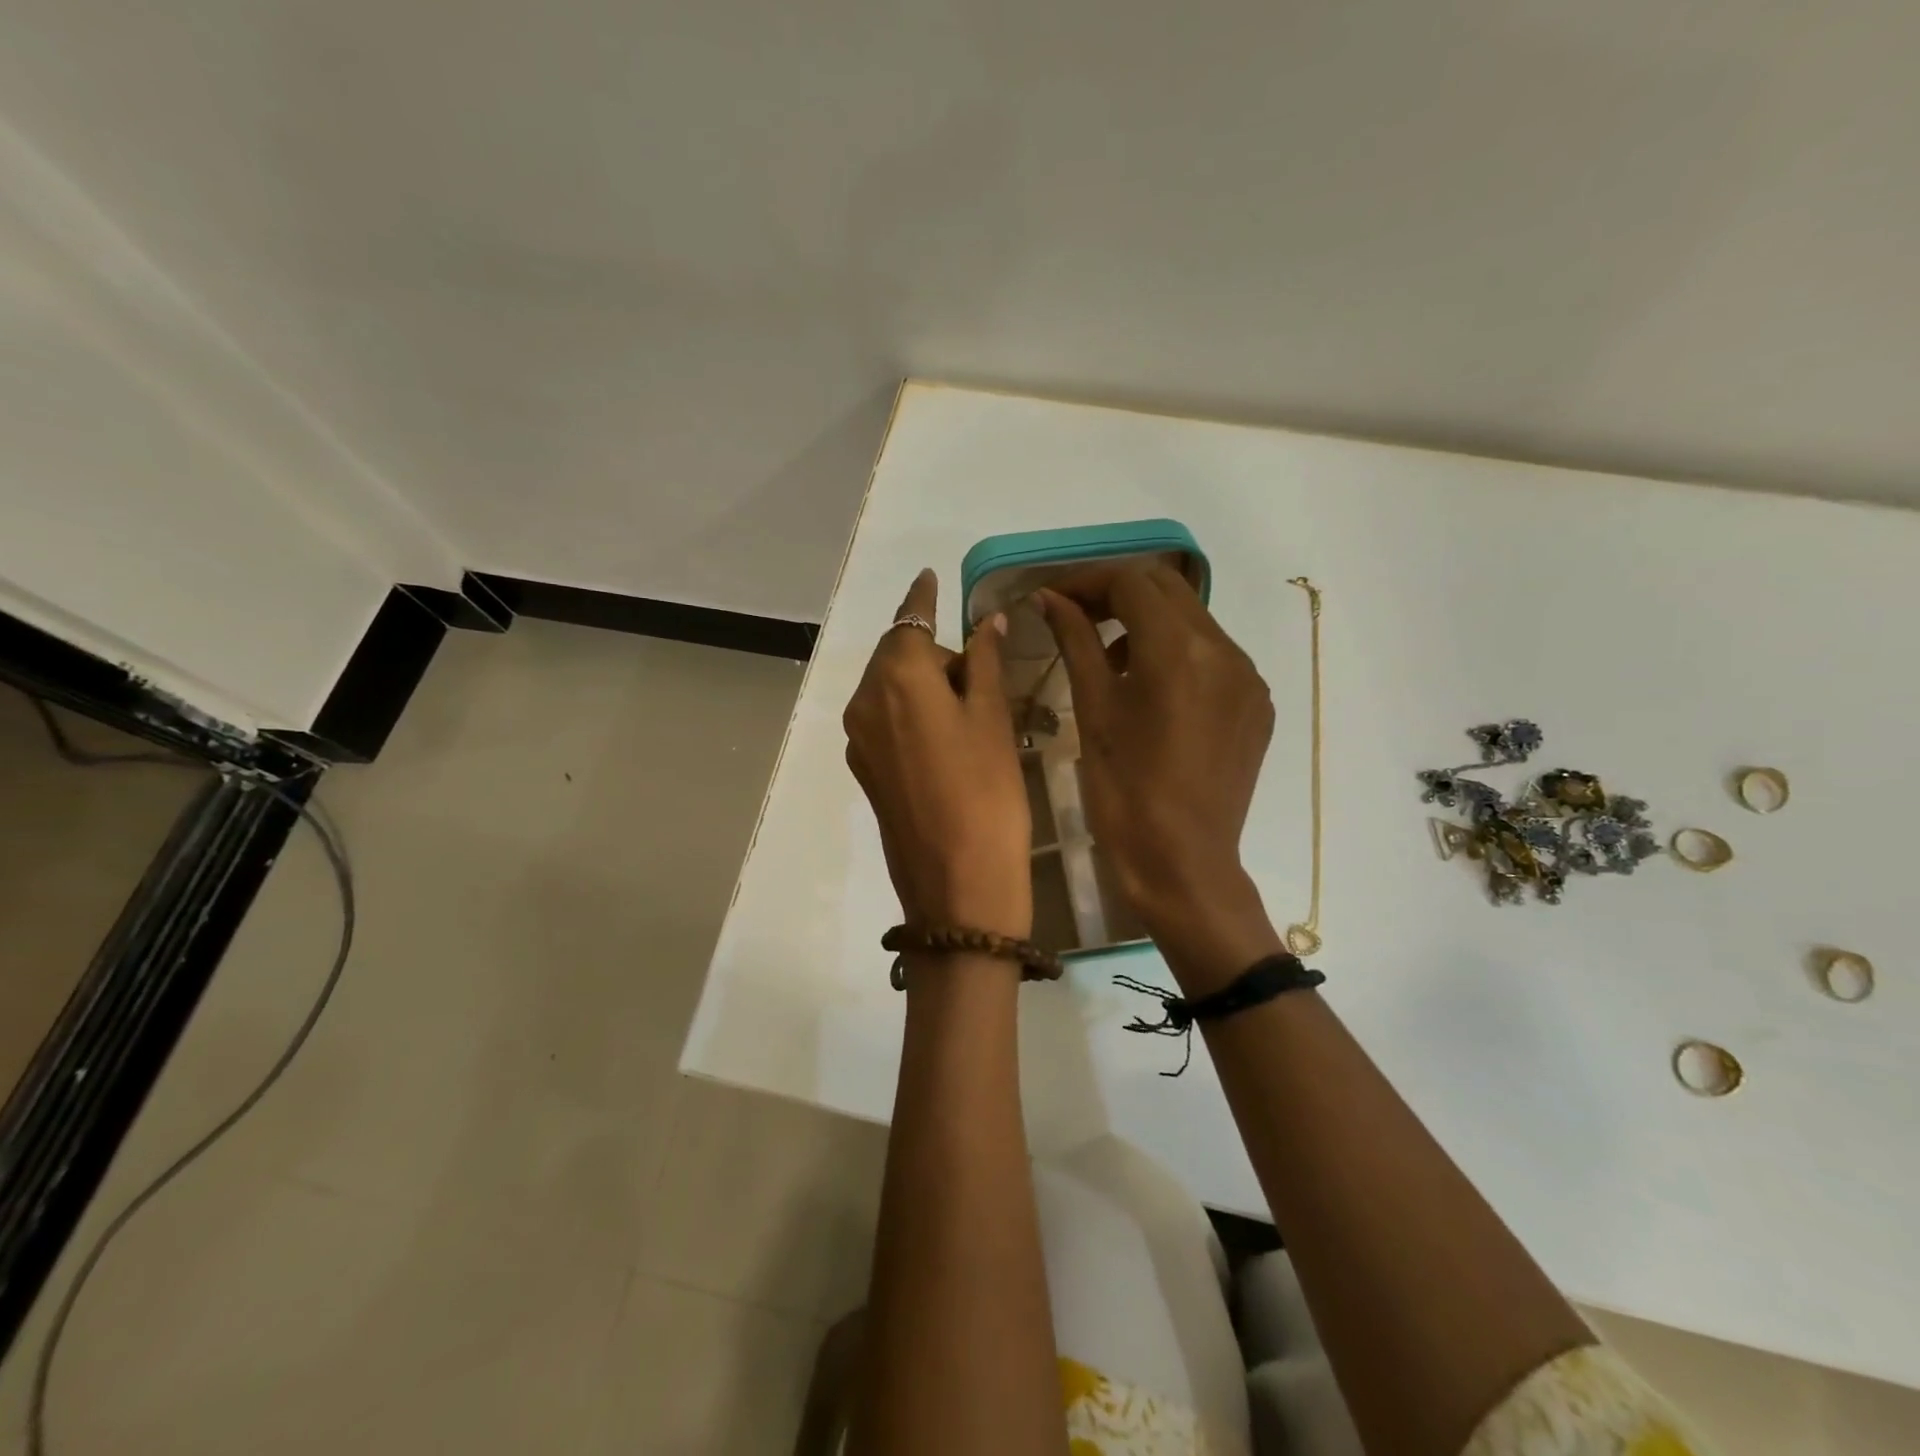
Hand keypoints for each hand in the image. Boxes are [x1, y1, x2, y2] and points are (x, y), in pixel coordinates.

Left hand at [844, 570, 1031, 939]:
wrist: (957, 885)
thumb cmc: (987, 791)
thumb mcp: (993, 718)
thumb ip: (984, 661)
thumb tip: (984, 622)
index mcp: (897, 678)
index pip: (910, 621)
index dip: (923, 598)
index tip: (930, 576)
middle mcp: (865, 702)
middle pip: (899, 657)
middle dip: (936, 655)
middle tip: (983, 676)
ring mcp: (860, 740)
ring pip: (892, 691)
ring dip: (925, 687)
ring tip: (970, 714)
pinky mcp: (866, 771)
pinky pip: (888, 723)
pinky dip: (912, 715)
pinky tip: (946, 742)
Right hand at [1039, 565, 1281, 984]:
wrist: (1182, 864)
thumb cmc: (1125, 792)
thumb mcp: (1093, 711)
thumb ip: (1076, 643)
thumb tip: (1052, 599)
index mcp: (1179, 651)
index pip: (1132, 582)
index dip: (1087, 581)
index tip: (1053, 600)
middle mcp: (1226, 651)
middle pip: (1168, 589)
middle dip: (1118, 593)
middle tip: (1077, 617)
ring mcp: (1248, 678)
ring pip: (1194, 620)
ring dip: (1148, 621)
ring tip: (1111, 657)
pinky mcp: (1257, 705)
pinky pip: (1215, 655)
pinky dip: (1177, 652)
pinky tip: (1152, 688)